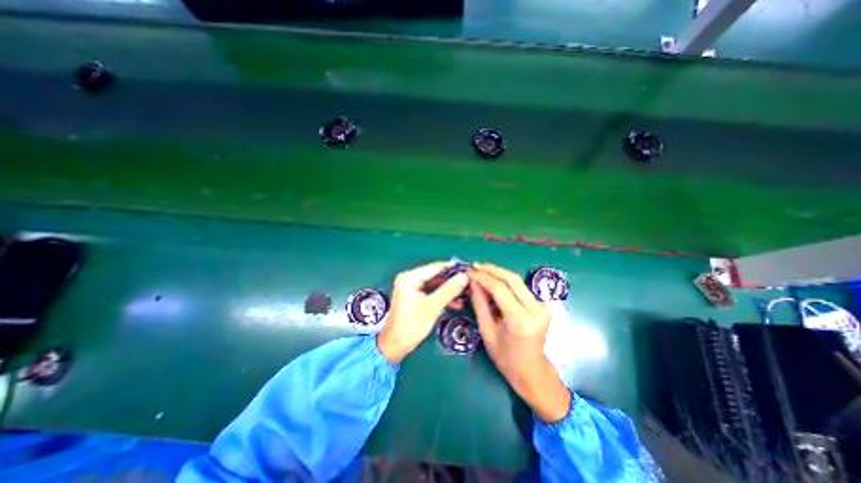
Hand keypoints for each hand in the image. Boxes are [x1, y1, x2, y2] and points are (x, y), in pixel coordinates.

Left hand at [378, 262, 469, 364]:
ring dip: (449, 290)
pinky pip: (432, 293)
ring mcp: (412, 288)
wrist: (396, 346)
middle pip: (435, 275)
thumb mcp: (432, 306)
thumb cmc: (412, 325)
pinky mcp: (415, 297)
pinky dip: (443, 297)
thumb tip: (465, 276)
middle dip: (452, 280)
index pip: (434, 267)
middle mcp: (409, 279)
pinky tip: (457, 303)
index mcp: (409, 278)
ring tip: (466, 293)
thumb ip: (449, 290)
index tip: (468, 268)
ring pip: (435, 285)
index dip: (452, 267)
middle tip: (469, 281)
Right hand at [465, 264, 569, 421]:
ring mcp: (543, 306)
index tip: (468, 271)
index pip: (499, 288)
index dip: (482, 277)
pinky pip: (521, 287)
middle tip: (475, 266)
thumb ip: (479, 304)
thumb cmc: (505, 357)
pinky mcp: (544, 304)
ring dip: (498, 273)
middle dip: (491, 269)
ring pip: (517, 280)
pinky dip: (506, 281)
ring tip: (481, 270)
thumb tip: (473, 282)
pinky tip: (494, 280)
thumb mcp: (486, 331)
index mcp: (519, 319)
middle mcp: (535, 309)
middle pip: (511, 278)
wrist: (532, 370)